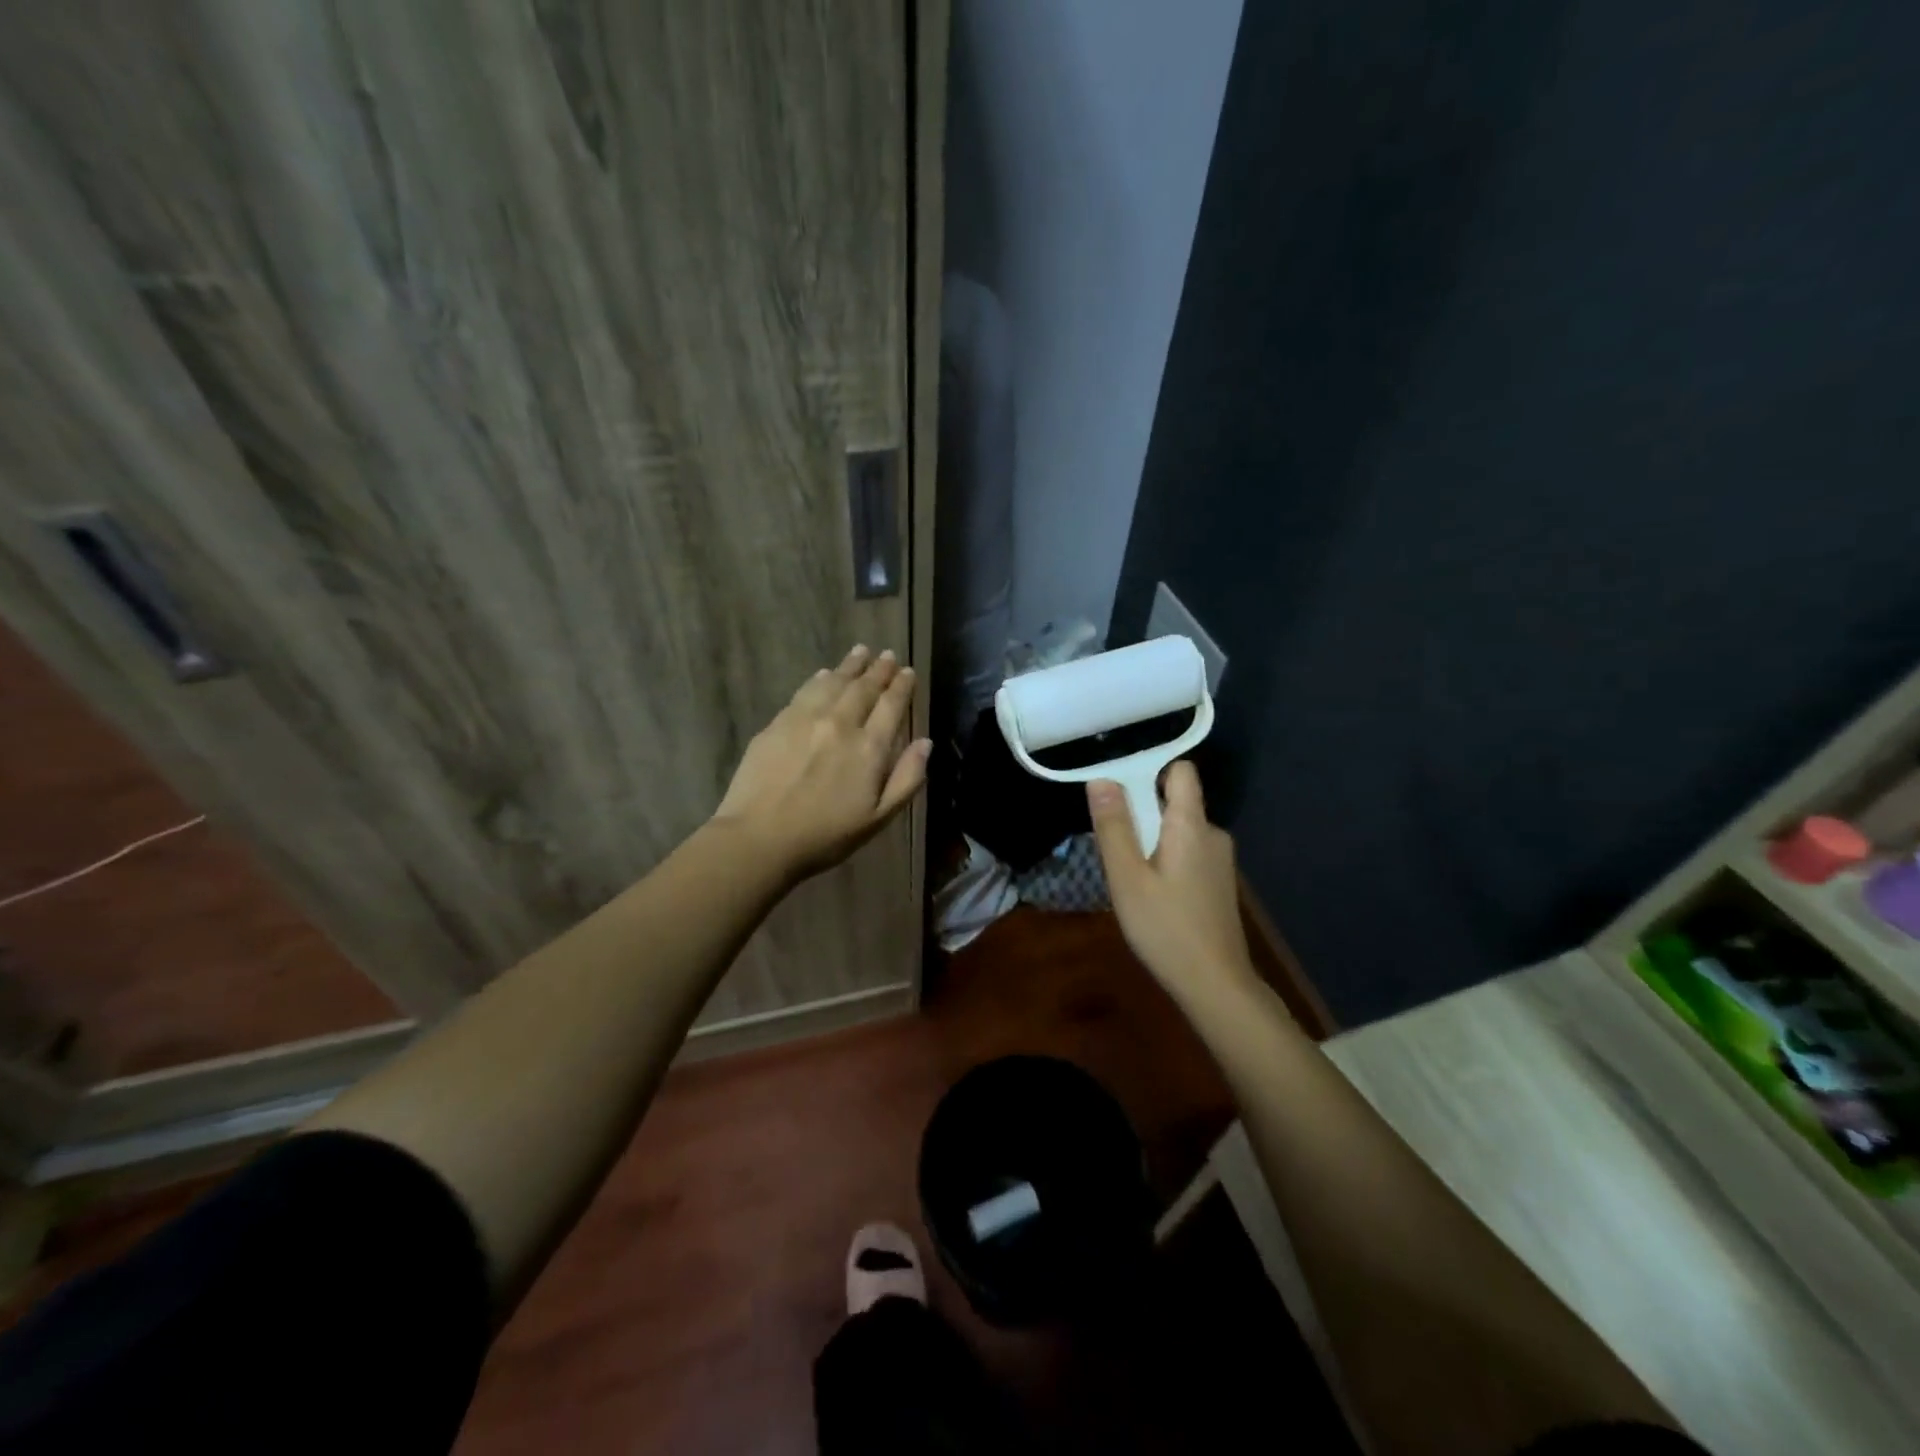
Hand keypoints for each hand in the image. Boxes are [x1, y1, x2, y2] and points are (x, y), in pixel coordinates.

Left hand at [712, 645, 930, 881]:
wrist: (760, 837)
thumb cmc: (826, 835)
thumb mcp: (878, 818)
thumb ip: (907, 779)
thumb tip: (926, 743)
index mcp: (869, 747)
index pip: (891, 706)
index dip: (901, 686)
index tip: (907, 671)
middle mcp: (841, 723)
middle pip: (864, 688)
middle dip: (878, 670)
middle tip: (887, 655)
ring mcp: (806, 719)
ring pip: (833, 683)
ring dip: (850, 666)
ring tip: (860, 652)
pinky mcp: (778, 723)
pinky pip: (805, 691)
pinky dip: (819, 679)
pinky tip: (823, 674)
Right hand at [1088, 761, 1256, 1001]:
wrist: (1215, 984)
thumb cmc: (1165, 928)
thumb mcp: (1127, 877)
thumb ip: (1114, 827)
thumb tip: (1101, 779)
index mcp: (1192, 825)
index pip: (1181, 771)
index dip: (1150, 770)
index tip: (1118, 788)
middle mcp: (1212, 834)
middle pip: (1175, 801)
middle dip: (1142, 812)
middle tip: (1113, 843)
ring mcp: (1219, 860)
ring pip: (1179, 830)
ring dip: (1151, 839)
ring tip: (1127, 872)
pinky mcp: (1218, 883)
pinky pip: (1187, 852)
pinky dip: (1166, 859)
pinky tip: (1150, 892)